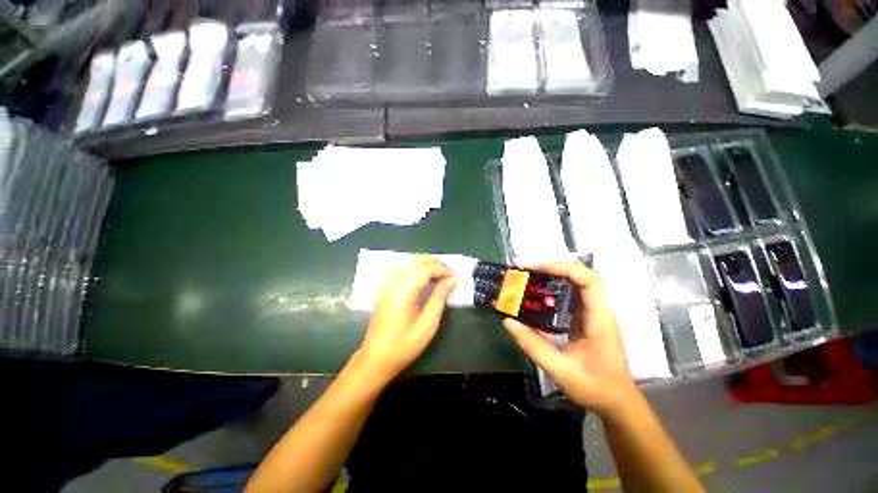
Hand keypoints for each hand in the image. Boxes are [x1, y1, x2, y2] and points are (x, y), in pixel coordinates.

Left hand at [357, 256, 457, 380]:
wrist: (376, 358)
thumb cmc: (403, 344)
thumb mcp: (428, 324)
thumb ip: (440, 297)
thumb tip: (454, 280)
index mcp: (403, 288)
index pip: (427, 267)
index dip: (444, 269)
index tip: (456, 279)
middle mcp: (393, 279)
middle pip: (417, 259)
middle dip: (436, 264)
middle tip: (449, 277)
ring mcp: (386, 282)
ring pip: (409, 260)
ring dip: (426, 264)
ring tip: (439, 277)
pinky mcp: (384, 286)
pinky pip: (401, 267)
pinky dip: (415, 267)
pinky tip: (422, 278)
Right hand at [503, 263, 638, 417]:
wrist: (617, 402)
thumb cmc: (595, 387)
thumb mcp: (560, 370)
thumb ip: (533, 345)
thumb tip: (509, 322)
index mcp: (600, 321)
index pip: (590, 281)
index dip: (565, 268)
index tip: (538, 268)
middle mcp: (600, 312)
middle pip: (585, 276)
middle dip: (557, 268)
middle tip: (530, 271)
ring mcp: (596, 314)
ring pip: (580, 284)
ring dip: (557, 276)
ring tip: (532, 278)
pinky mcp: (589, 319)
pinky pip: (575, 296)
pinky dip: (558, 288)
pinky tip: (541, 295)